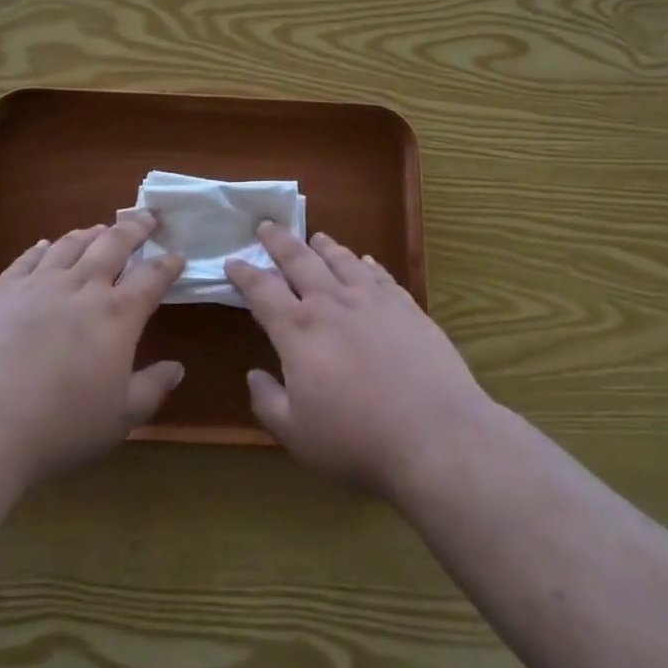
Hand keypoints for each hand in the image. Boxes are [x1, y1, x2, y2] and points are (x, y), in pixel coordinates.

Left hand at [0, 212, 184, 489]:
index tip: (178, 255)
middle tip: (147, 218)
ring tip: (100, 229)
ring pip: (70, 244)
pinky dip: (42, 248)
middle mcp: (82, 288)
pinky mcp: (3, 293)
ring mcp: (39, 285)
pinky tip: (45, 245)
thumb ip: (152, 388)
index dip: (168, 264)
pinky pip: (27, 259)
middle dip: (135, 228)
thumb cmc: (61, 428)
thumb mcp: (120, 418)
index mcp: (118, 315)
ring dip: (90, 233)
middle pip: (114, 244)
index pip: (152, 277)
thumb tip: (177, 368)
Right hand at [225, 223, 491, 501]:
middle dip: (279, 241)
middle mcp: (332, 304)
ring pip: (342, 260)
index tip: (232, 261)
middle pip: (299, 260)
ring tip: (316, 237)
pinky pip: (380, 275)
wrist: (435, 435)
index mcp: (299, 331)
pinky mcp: (406, 307)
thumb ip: (268, 402)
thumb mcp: (297, 435)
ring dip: (324, 246)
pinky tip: (366, 261)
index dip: (244, 273)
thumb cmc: (357, 441)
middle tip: (267, 225)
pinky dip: (367, 264)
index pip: (262, 291)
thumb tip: (253, 375)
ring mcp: (372, 301)